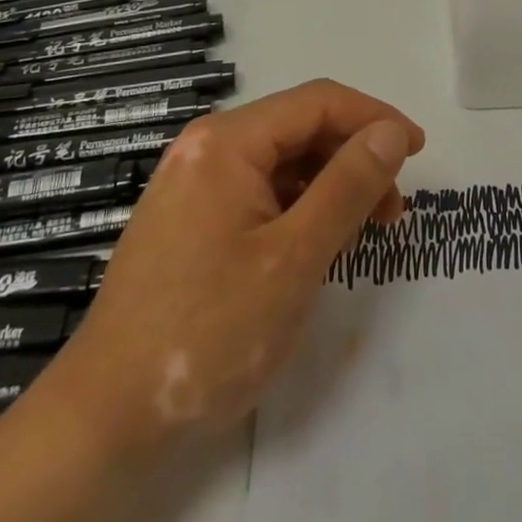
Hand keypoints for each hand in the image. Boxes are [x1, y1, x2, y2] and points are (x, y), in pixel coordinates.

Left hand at [51, 80, 424, 450]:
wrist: (103, 420)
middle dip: (353, 156)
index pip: (319, 102)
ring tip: (363, 229)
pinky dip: (298, 206)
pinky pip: (258, 189)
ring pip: (281, 160)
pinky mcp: (189, 216)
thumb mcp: (294, 258)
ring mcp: (194, 181)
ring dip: (329, 183)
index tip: (418, 150)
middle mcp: (207, 146)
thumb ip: (349, 186)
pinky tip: (316, 241)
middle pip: (299, 127)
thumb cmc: (207, 332)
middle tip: (394, 206)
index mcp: (227, 141)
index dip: (375, 118)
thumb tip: (391, 132)